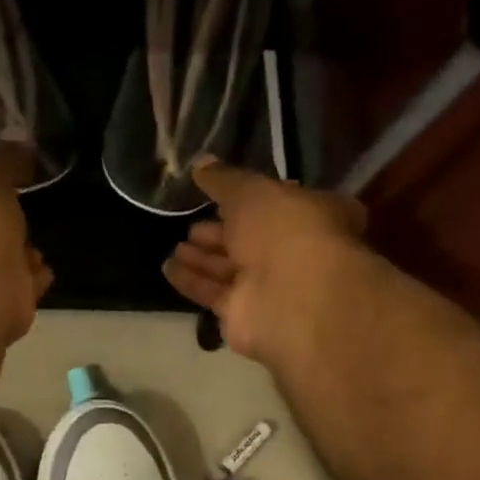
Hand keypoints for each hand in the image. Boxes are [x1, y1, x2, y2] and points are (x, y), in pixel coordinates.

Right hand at [163, 161, 369, 363]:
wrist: (291, 297)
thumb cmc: (284, 230)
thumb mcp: (251, 191)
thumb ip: (224, 179)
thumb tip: (201, 164)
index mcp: (312, 215)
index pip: (280, 204)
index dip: (252, 198)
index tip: (221, 194)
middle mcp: (293, 252)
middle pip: (251, 240)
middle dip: (222, 232)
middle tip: (193, 225)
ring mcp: (269, 286)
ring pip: (229, 268)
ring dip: (202, 257)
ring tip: (175, 245)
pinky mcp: (243, 315)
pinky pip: (212, 293)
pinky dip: (191, 280)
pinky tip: (168, 267)